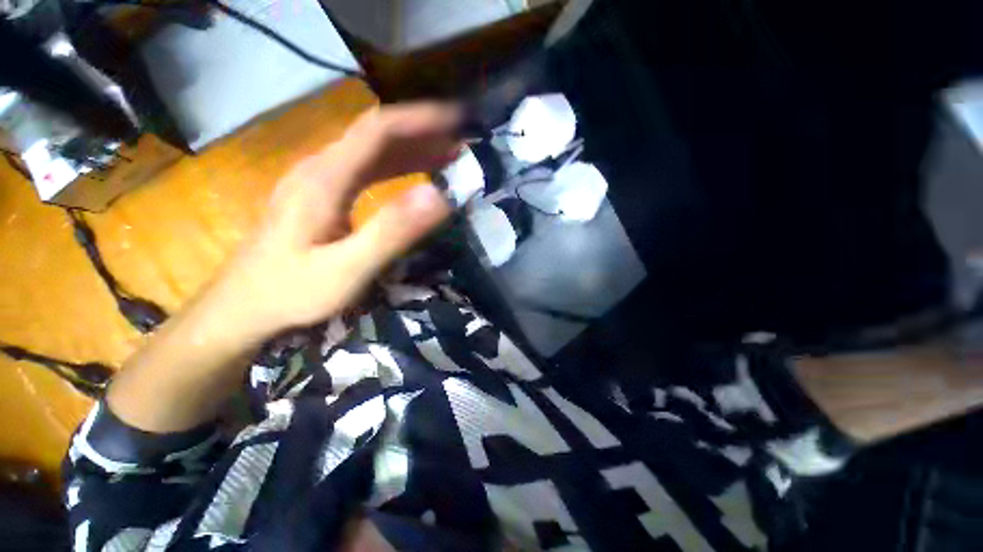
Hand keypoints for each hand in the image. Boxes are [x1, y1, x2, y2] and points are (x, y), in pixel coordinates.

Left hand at [210, 103, 459, 342]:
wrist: (245, 306)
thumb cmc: (292, 292)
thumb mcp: (346, 270)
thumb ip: (392, 232)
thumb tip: (439, 196)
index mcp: (325, 178)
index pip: (378, 130)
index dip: (421, 120)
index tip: (459, 121)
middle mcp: (322, 167)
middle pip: (377, 134)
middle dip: (424, 132)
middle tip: (463, 140)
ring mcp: (321, 179)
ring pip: (374, 149)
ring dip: (414, 147)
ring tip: (450, 153)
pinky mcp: (325, 193)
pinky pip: (368, 168)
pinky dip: (400, 165)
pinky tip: (418, 173)